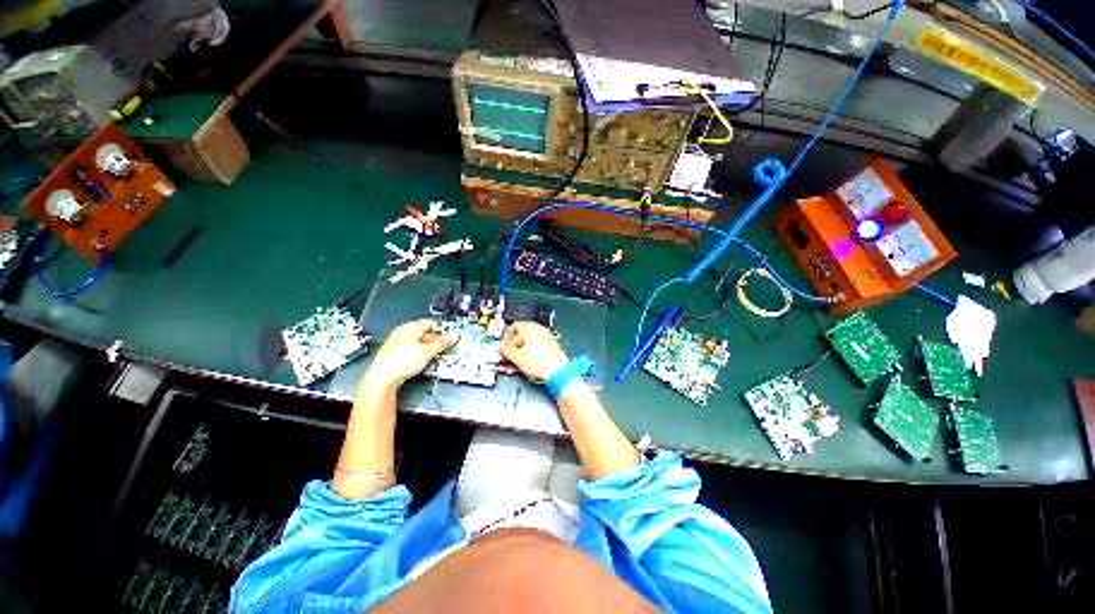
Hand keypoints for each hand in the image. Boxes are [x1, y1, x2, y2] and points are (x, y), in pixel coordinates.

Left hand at [363, 320, 453, 388]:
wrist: (383, 377)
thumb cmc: (402, 361)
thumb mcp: (428, 352)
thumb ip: (442, 343)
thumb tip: (453, 336)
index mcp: (411, 326)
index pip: (432, 324)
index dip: (440, 333)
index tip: (445, 343)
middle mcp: (403, 331)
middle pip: (425, 333)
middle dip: (433, 343)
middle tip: (437, 353)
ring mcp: (397, 341)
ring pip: (418, 342)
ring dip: (426, 350)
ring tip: (427, 359)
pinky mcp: (394, 351)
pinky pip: (410, 349)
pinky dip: (416, 354)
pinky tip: (417, 363)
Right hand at [499, 322, 568, 382]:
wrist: (558, 372)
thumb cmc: (540, 362)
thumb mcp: (516, 356)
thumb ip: (505, 350)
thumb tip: (501, 347)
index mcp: (529, 327)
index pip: (512, 327)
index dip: (505, 338)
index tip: (503, 347)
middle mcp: (538, 330)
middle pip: (520, 336)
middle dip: (512, 348)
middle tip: (507, 357)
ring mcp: (545, 339)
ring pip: (527, 344)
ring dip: (519, 354)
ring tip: (514, 364)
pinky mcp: (550, 348)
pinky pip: (535, 349)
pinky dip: (528, 355)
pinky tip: (525, 365)